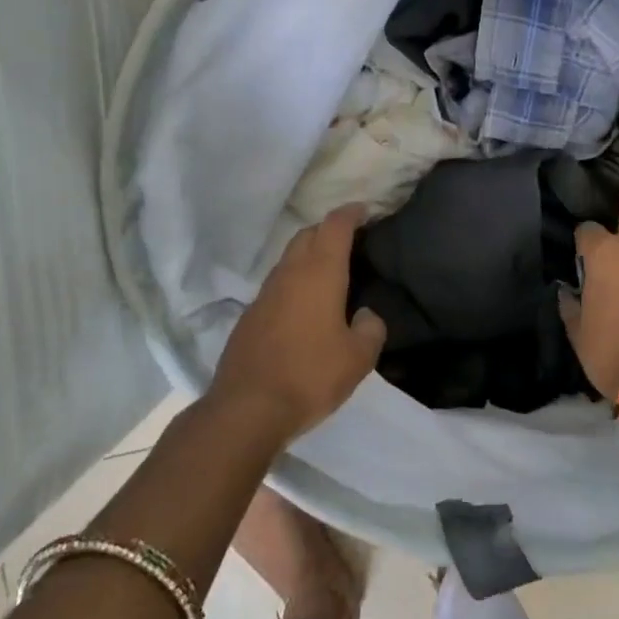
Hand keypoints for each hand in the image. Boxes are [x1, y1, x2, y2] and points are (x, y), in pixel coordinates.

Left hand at [210, 206, 386, 443]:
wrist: (247, 408)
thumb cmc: (311, 375)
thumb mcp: (359, 358)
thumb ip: (371, 329)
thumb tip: (366, 315)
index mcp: (319, 273)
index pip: (335, 226)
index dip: (351, 213)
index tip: (365, 210)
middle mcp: (289, 273)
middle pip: (308, 234)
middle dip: (329, 229)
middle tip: (351, 241)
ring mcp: (265, 293)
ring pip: (289, 258)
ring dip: (309, 255)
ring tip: (330, 272)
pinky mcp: (250, 315)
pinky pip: (277, 284)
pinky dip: (294, 281)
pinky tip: (305, 306)